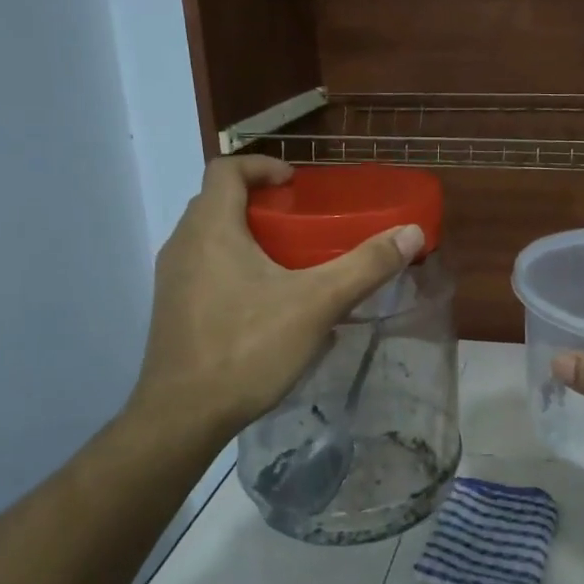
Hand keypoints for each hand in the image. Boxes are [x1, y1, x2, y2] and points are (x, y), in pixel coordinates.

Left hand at [125, 157, 423, 443]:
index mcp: (211, 228)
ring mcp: (172, 280)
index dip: (263, 166)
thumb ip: (366, 265)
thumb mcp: (317, 304)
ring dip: (248, 237)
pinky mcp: (173, 311)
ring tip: (291, 262)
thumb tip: (411, 233)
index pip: (226, 170)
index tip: (297, 185)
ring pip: (211, 239)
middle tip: (302, 223)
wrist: (182, 417)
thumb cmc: (247, 348)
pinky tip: (268, 306)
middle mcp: (183, 245)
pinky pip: (205, 270)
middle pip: (219, 202)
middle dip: (261, 204)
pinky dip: (235, 268)